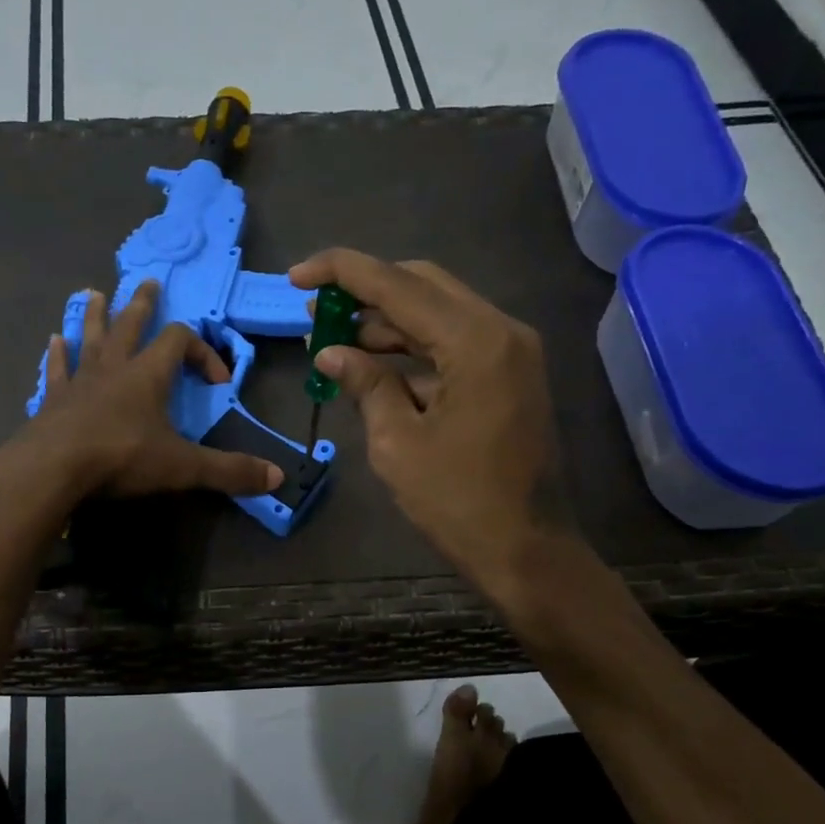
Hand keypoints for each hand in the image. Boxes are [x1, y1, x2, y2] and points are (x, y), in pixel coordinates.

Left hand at [17, 280, 283, 500]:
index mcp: (148, 374)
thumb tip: (277, 478)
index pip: (179, 341)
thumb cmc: (121, 458)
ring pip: (90, 338)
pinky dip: (57, 355)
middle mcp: (113, 367)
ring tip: (95, 295)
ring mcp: (79, 381)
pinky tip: (53, 341)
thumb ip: (228, 471)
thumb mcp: (182, 467)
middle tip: (148, 283)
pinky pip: (57, 369)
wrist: (53, 469)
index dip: (202, 352)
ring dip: (96, 316)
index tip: (218, 380)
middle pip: (130, 324)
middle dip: (142, 305)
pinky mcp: (53, 400)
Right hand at [288, 248, 567, 584]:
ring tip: (333, 340)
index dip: (341, 273)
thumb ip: (366, 384)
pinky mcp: (509, 376)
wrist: (526, 550)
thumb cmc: (458, 502)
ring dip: (387, 322)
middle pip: (423, 285)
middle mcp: (501, 331)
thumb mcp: (397, 443)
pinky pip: (454, 344)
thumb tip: (330, 352)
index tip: (297, 274)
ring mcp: (511, 352)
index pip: (398, 285)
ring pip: (439, 313)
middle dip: (365, 292)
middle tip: (316, 310)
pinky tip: (374, 367)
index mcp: (475, 341)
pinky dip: (413, 348)